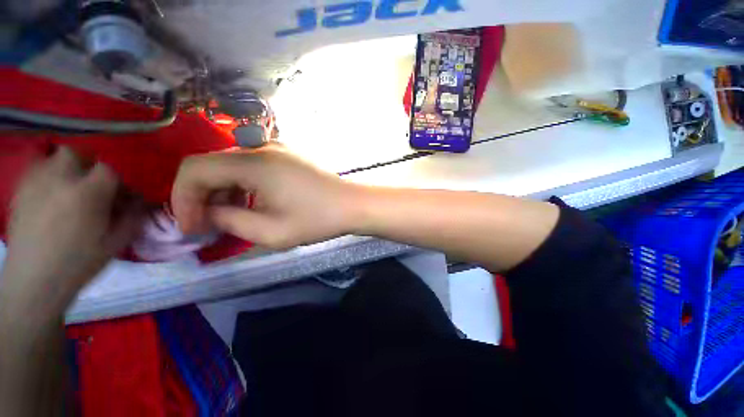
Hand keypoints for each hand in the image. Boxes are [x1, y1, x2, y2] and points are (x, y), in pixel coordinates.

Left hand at [1, 147, 142, 316]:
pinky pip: (34, 170)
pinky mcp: (20, 192)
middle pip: (76, 154)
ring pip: (52, 158)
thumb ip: (133, 217)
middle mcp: (59, 180)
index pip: (109, 169)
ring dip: (65, 168)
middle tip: (92, 186)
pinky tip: (50, 194)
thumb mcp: (116, 242)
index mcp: (87, 193)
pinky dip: (46, 176)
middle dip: (87, 165)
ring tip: (69, 188)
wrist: (34, 282)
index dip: (119, 180)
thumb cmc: (79, 263)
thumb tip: (142, 200)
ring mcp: (35, 184)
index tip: (122, 195)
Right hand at [171, 146, 359, 249]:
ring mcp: (277, 149)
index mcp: (254, 163)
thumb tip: (207, 213)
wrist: (352, 205)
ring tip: (229, 218)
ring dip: (222, 192)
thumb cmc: (318, 219)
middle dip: (201, 197)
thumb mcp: (270, 231)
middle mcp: (262, 148)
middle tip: (207, 226)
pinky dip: (242, 186)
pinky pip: (252, 167)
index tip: (191, 228)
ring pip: (231, 166)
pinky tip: (250, 204)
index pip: (195, 169)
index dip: (182, 199)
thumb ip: (229, 221)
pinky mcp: (287, 157)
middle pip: (212, 166)